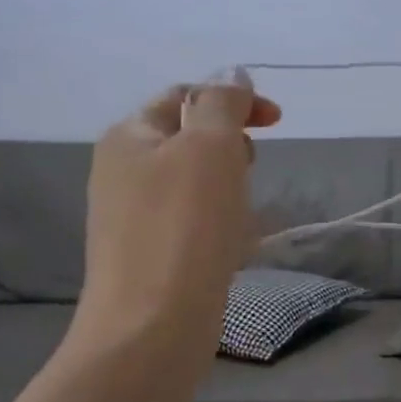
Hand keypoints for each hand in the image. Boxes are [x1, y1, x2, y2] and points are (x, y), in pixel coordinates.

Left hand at [72, 78, 282, 347]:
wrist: (151, 327)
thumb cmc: (184, 228)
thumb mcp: (209, 147)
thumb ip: (222, 103)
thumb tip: (231, 74)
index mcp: (129, 136)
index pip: (185, 96)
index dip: (233, 100)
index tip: (277, 122)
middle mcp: (122, 172)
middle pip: (189, 140)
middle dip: (231, 149)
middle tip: (251, 172)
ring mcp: (132, 219)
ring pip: (196, 186)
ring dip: (230, 191)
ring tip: (245, 219)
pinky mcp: (149, 257)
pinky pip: (193, 225)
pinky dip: (220, 227)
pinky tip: (233, 249)